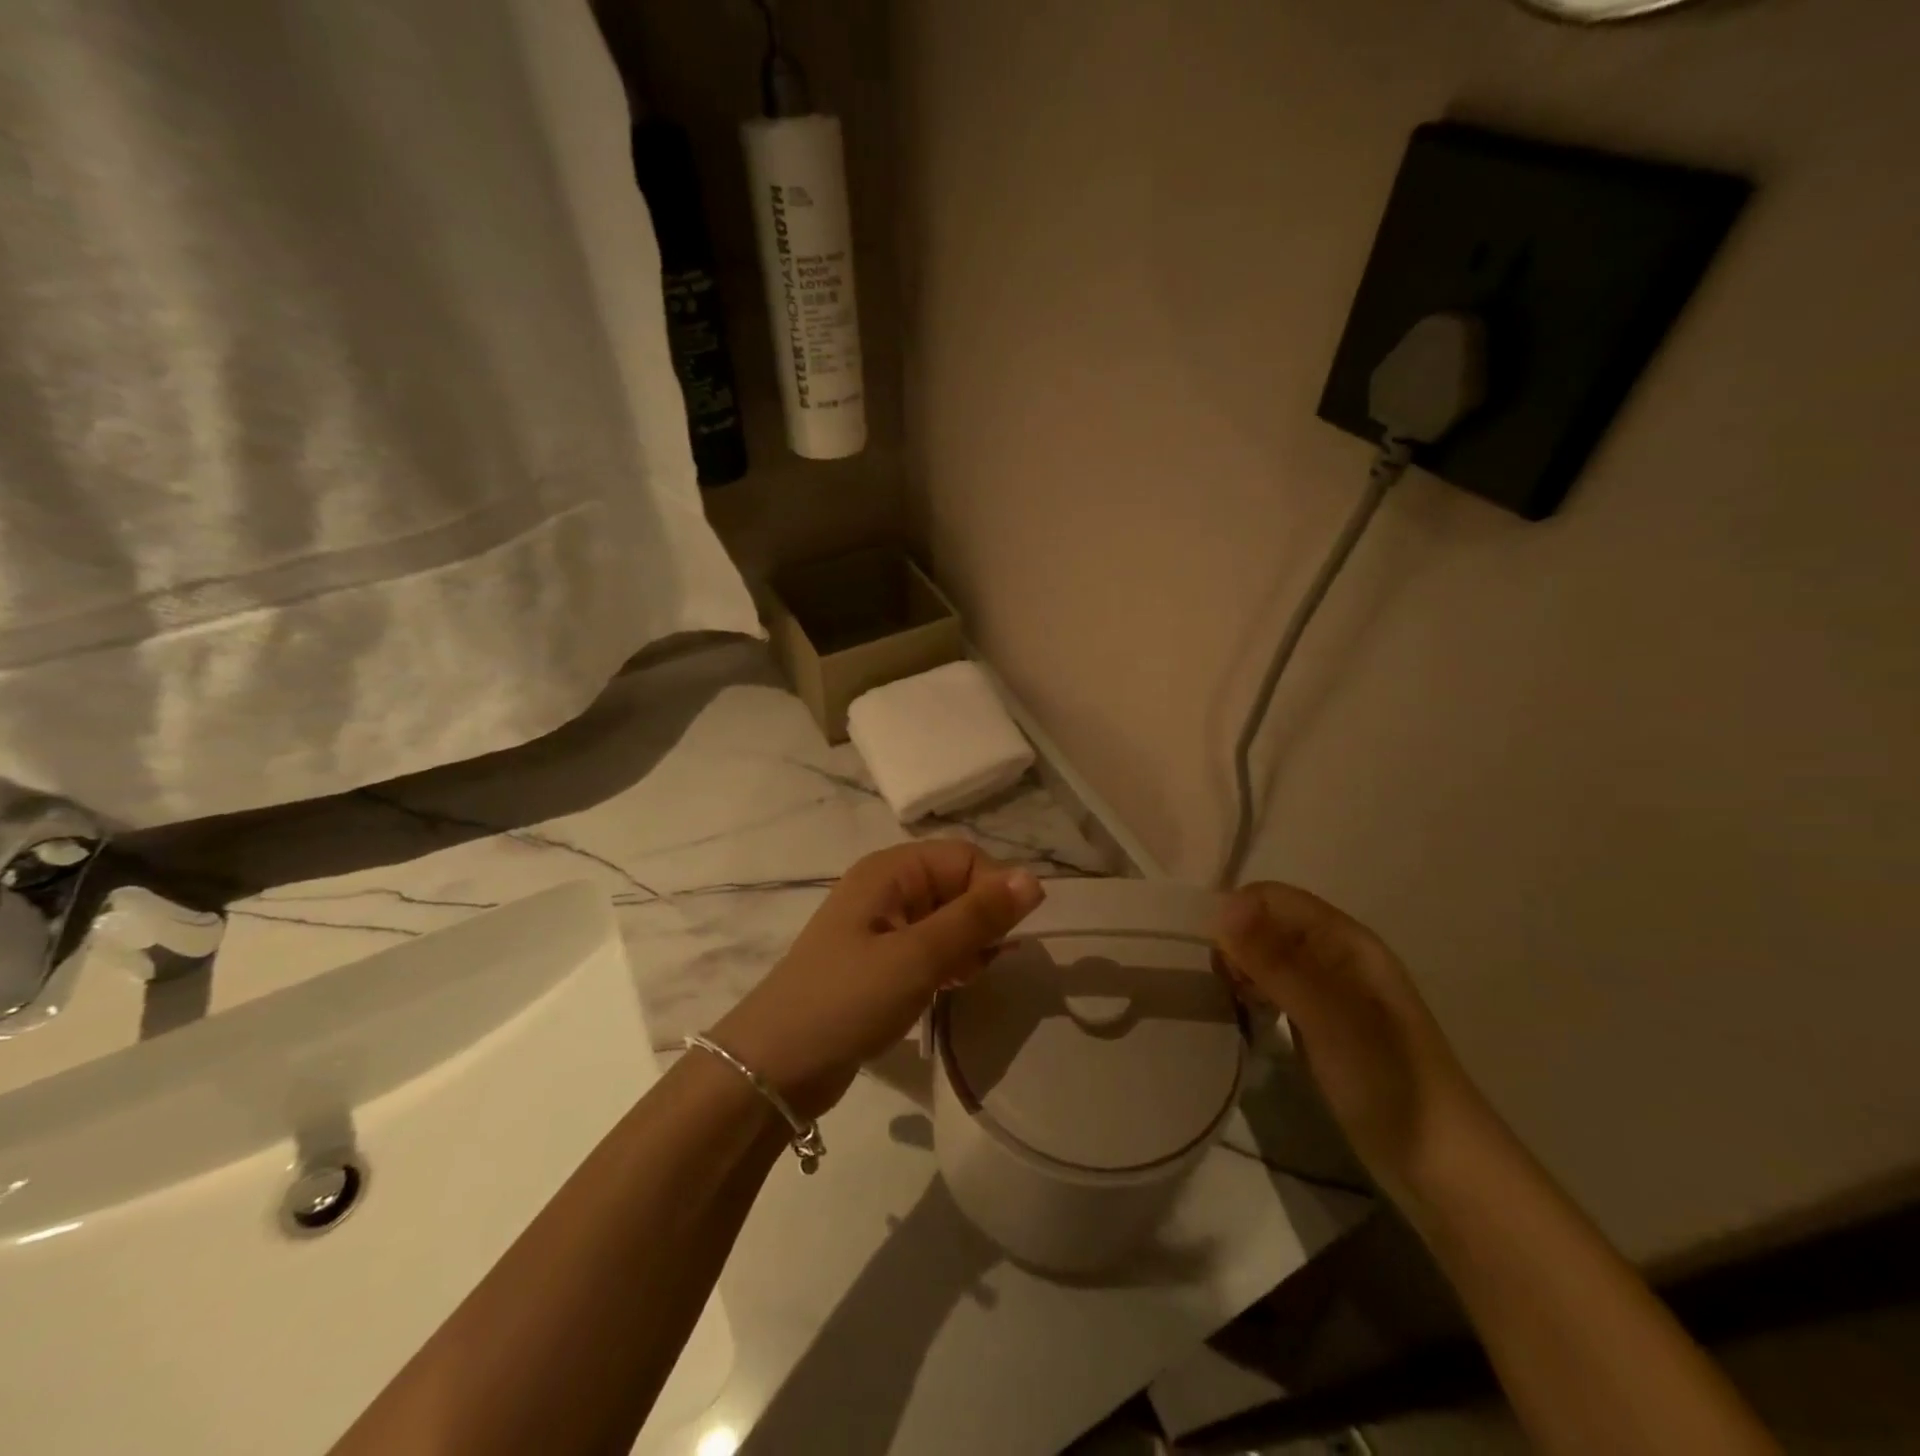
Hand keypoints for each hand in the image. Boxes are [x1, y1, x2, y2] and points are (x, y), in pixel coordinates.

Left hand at [712, 841, 1045, 1120]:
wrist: (774, 1068)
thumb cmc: (848, 1000)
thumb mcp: (918, 956)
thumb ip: (977, 917)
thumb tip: (1034, 879)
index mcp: (891, 870)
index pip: (965, 858)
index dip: (994, 890)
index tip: (1007, 938)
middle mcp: (887, 888)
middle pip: (957, 886)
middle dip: (981, 921)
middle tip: (982, 964)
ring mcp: (881, 926)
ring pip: (947, 920)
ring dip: (966, 946)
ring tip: (962, 980)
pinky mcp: (880, 962)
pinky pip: (930, 948)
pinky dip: (948, 963)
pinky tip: (950, 989)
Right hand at [1215, 882, 1485, 1190]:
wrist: (1442, 1169)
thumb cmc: (1388, 1082)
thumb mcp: (1328, 1017)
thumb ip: (1275, 961)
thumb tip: (1220, 907)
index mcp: (1345, 940)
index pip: (1272, 897)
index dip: (1236, 914)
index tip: (1210, 956)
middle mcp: (1335, 955)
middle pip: (1267, 923)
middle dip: (1233, 942)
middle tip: (1219, 986)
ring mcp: (1328, 991)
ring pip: (1266, 956)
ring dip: (1240, 968)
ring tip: (1225, 1001)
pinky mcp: (1319, 1023)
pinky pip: (1273, 988)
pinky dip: (1251, 994)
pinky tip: (1242, 1017)